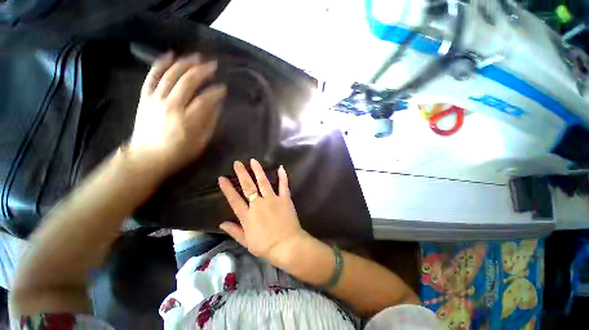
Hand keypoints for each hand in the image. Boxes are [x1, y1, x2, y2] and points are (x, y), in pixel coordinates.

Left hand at [129, 52, 225, 174]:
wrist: (147, 156)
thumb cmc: (179, 152)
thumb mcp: (201, 141)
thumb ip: (209, 121)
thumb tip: (216, 104)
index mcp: (187, 120)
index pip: (205, 100)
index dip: (215, 92)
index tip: (223, 88)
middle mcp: (171, 106)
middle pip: (187, 82)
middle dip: (202, 72)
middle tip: (212, 65)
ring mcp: (156, 99)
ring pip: (170, 75)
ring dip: (185, 64)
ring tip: (196, 57)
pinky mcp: (145, 97)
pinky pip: (152, 76)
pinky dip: (161, 64)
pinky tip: (170, 55)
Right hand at [218, 159, 307, 264]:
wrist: (287, 245)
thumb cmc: (266, 246)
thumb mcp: (246, 242)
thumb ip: (234, 231)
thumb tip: (221, 223)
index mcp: (247, 215)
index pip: (234, 199)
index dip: (227, 188)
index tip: (222, 178)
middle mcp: (258, 204)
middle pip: (248, 186)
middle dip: (242, 173)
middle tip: (237, 163)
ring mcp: (272, 199)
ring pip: (263, 182)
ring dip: (258, 170)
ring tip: (253, 161)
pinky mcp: (284, 199)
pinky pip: (283, 185)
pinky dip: (283, 176)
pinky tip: (281, 167)